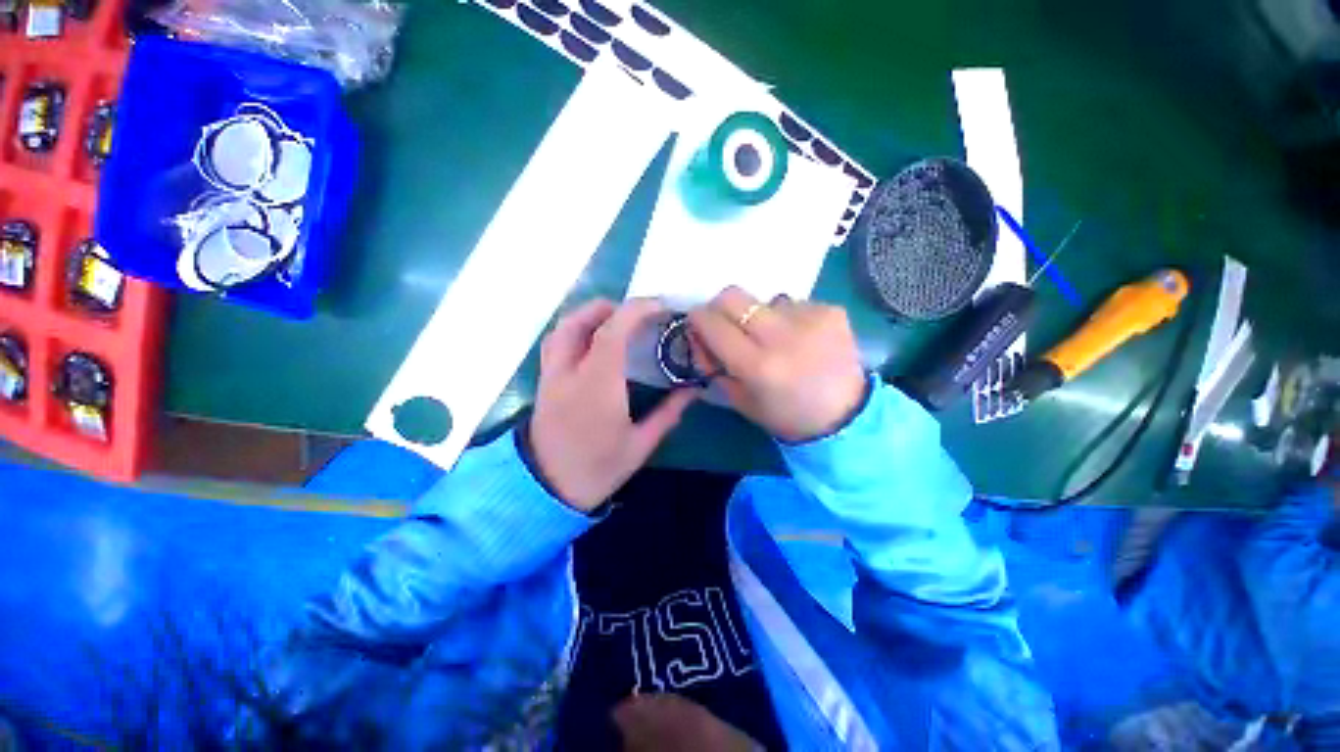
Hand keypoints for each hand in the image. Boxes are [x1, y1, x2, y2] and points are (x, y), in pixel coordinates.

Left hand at [529, 298, 699, 511]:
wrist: (547, 491)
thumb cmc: (597, 469)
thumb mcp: (640, 445)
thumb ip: (668, 413)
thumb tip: (693, 390)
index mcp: (597, 385)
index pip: (614, 331)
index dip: (637, 310)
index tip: (661, 306)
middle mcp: (569, 371)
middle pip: (581, 320)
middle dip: (613, 308)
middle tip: (640, 315)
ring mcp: (551, 375)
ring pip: (564, 327)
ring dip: (590, 314)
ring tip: (616, 321)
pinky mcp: (544, 381)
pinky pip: (556, 341)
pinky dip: (575, 329)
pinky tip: (592, 340)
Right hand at [688, 287, 866, 442]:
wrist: (847, 418)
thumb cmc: (786, 416)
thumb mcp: (740, 401)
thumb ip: (714, 366)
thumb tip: (699, 337)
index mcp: (757, 365)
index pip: (713, 324)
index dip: (698, 319)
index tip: (697, 322)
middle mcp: (782, 336)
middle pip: (733, 296)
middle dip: (721, 307)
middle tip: (728, 324)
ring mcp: (810, 319)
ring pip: (764, 301)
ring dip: (760, 317)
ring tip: (775, 339)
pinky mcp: (831, 311)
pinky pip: (793, 304)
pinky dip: (788, 319)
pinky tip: (800, 339)